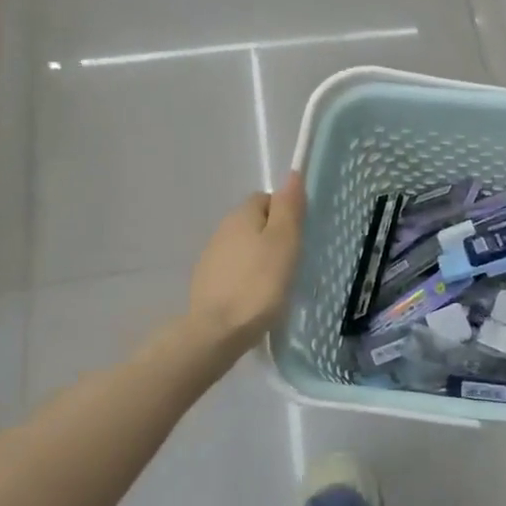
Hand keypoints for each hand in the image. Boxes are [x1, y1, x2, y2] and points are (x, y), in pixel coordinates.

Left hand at [185, 174, 304, 352]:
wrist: (217, 331)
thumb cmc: (260, 283)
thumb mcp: (285, 242)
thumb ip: (289, 207)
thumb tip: (292, 174)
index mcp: (242, 215)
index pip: (267, 199)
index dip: (286, 214)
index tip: (299, 239)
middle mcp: (222, 229)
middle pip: (255, 223)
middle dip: (273, 236)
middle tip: (292, 262)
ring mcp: (211, 257)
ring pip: (243, 247)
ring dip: (259, 258)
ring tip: (277, 283)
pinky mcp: (206, 283)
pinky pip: (233, 270)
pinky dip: (246, 278)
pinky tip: (256, 297)